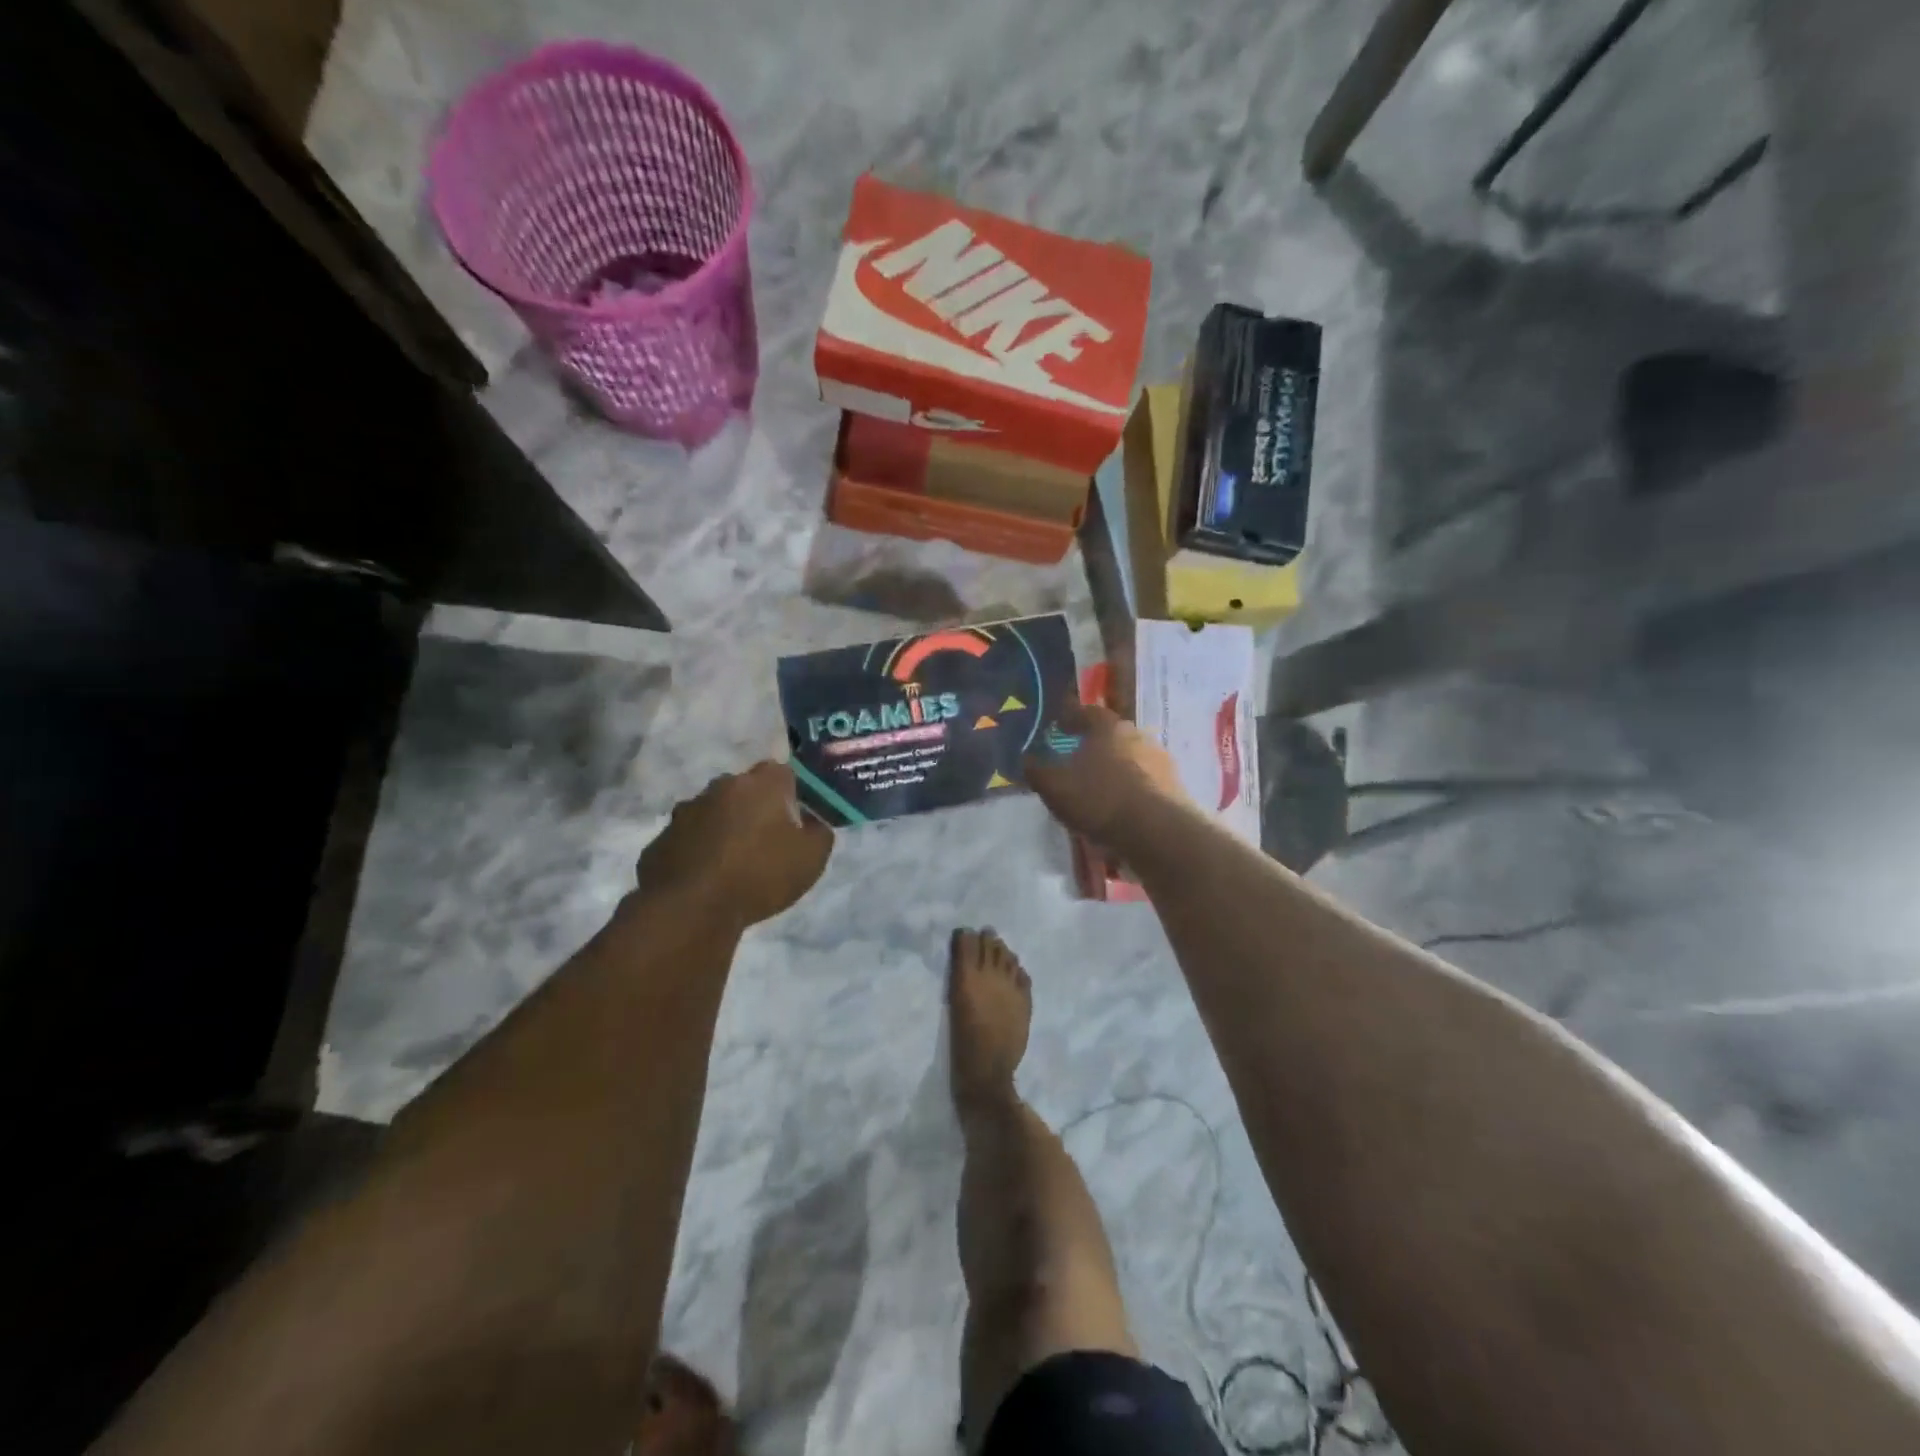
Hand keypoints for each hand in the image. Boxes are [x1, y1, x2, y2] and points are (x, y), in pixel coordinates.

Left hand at [638, 761, 833, 928]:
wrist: (691, 909)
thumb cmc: (760, 875)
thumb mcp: (812, 858)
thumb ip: (820, 832)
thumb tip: (813, 823)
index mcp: (760, 784)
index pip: (783, 772)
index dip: (792, 793)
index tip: (798, 819)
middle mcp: (721, 787)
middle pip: (745, 790)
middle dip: (756, 808)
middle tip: (768, 841)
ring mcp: (685, 812)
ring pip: (713, 812)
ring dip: (724, 828)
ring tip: (734, 863)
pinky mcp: (661, 840)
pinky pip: (689, 839)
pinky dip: (699, 851)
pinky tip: (707, 878)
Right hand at [1023, 700, 1189, 846]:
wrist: (1157, 833)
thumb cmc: (1100, 799)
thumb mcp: (1055, 788)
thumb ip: (1037, 771)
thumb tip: (1026, 759)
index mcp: (1108, 726)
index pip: (1086, 712)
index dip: (1070, 717)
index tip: (1058, 725)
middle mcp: (1137, 734)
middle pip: (1111, 734)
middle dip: (1094, 744)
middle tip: (1077, 757)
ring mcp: (1160, 760)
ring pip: (1130, 758)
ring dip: (1115, 767)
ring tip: (1099, 787)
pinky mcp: (1175, 786)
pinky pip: (1145, 781)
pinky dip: (1131, 788)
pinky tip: (1121, 806)